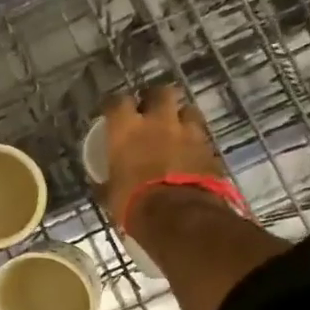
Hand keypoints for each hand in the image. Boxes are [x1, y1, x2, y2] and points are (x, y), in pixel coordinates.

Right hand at [100, 84, 226, 227]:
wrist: (179, 216)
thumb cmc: (134, 203)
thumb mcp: (110, 193)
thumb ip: (107, 180)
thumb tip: (100, 183)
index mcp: (126, 129)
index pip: (116, 101)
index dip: (113, 104)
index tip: (111, 111)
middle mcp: (157, 122)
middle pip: (160, 92)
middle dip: (155, 98)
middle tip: (149, 110)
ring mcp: (187, 132)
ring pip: (187, 109)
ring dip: (180, 116)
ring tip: (175, 128)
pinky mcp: (209, 148)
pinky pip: (201, 135)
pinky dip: (195, 139)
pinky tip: (190, 151)